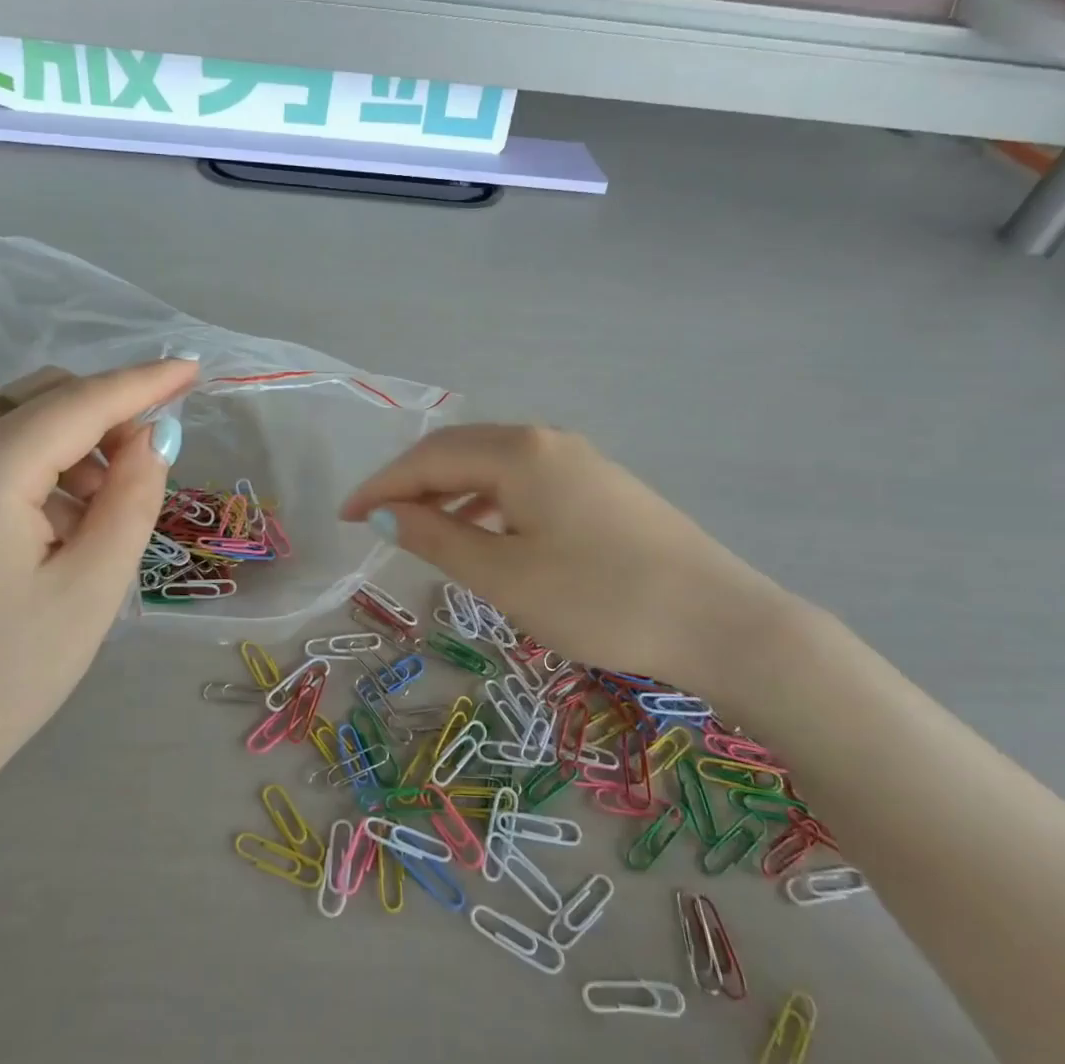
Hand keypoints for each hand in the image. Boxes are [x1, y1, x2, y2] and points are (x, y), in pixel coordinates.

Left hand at [0, 359, 193, 819]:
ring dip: (73, 446)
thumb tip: (150, 439)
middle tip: (147, 468)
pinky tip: (56, 530)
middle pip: (41, 397)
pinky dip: (38, 469)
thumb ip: (131, 500)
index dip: (142, 382)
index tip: (192, 368)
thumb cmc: (2, 677)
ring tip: (101, 517)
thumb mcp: (91, 589)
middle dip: (105, 415)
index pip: (79, 402)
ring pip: (15, 423)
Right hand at [341, 424, 797, 699]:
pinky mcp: (602, 487)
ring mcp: (580, 461)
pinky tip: (486, 536)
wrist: (720, 622)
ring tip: (423, 533)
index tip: (344, 517)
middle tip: (376, 521)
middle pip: (459, 452)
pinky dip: (489, 504)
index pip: (428, 458)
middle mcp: (547, 441)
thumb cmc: (600, 601)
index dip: (380, 487)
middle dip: (411, 484)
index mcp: (518, 453)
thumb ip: (436, 539)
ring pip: (493, 467)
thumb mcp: (505, 576)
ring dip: (450, 493)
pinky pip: (525, 483)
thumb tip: (384, 515)